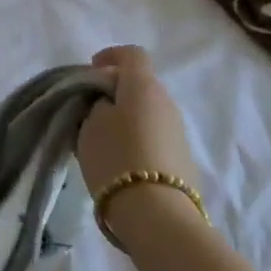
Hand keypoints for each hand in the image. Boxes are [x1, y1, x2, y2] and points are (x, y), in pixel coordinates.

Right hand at [76, 45, 199, 195]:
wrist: (158, 216)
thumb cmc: (116, 158)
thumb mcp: (89, 123)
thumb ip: (95, 102)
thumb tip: (105, 102)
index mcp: (143, 85)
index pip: (131, 54)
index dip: (109, 57)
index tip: (89, 73)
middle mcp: (167, 102)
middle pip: (139, 84)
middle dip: (113, 91)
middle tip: (88, 110)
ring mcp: (178, 132)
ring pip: (147, 112)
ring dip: (125, 117)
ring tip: (100, 139)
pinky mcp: (183, 159)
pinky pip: (154, 136)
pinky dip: (136, 139)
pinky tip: (120, 161)